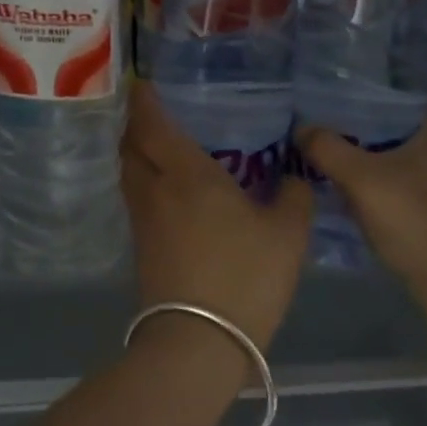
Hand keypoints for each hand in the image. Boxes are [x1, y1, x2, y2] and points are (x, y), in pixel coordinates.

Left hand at [120, 85, 312, 350]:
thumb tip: (296, 176)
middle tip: (156, 113)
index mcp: (186, 175)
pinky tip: (171, 192)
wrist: (198, 342)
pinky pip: (138, 201)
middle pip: (131, 147)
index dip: (145, 101)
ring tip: (163, 148)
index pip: (153, 125)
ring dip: (138, 156)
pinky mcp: (142, 250)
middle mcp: (155, 191)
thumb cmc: (245, 277)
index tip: (143, 83)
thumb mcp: (287, 235)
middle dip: (137, 126)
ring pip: (130, 175)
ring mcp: (144, 222)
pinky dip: (147, 184)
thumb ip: (294, 197)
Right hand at [297, 83, 426, 292]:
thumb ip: (329, 150)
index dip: (418, 72)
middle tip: (354, 100)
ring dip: (394, 140)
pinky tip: (368, 177)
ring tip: (354, 135)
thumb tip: (302, 128)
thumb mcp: (361, 179)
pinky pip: (420, 174)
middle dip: (394, 107)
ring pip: (423, 146)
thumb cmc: (414, 217)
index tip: (383, 69)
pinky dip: (397, 169)